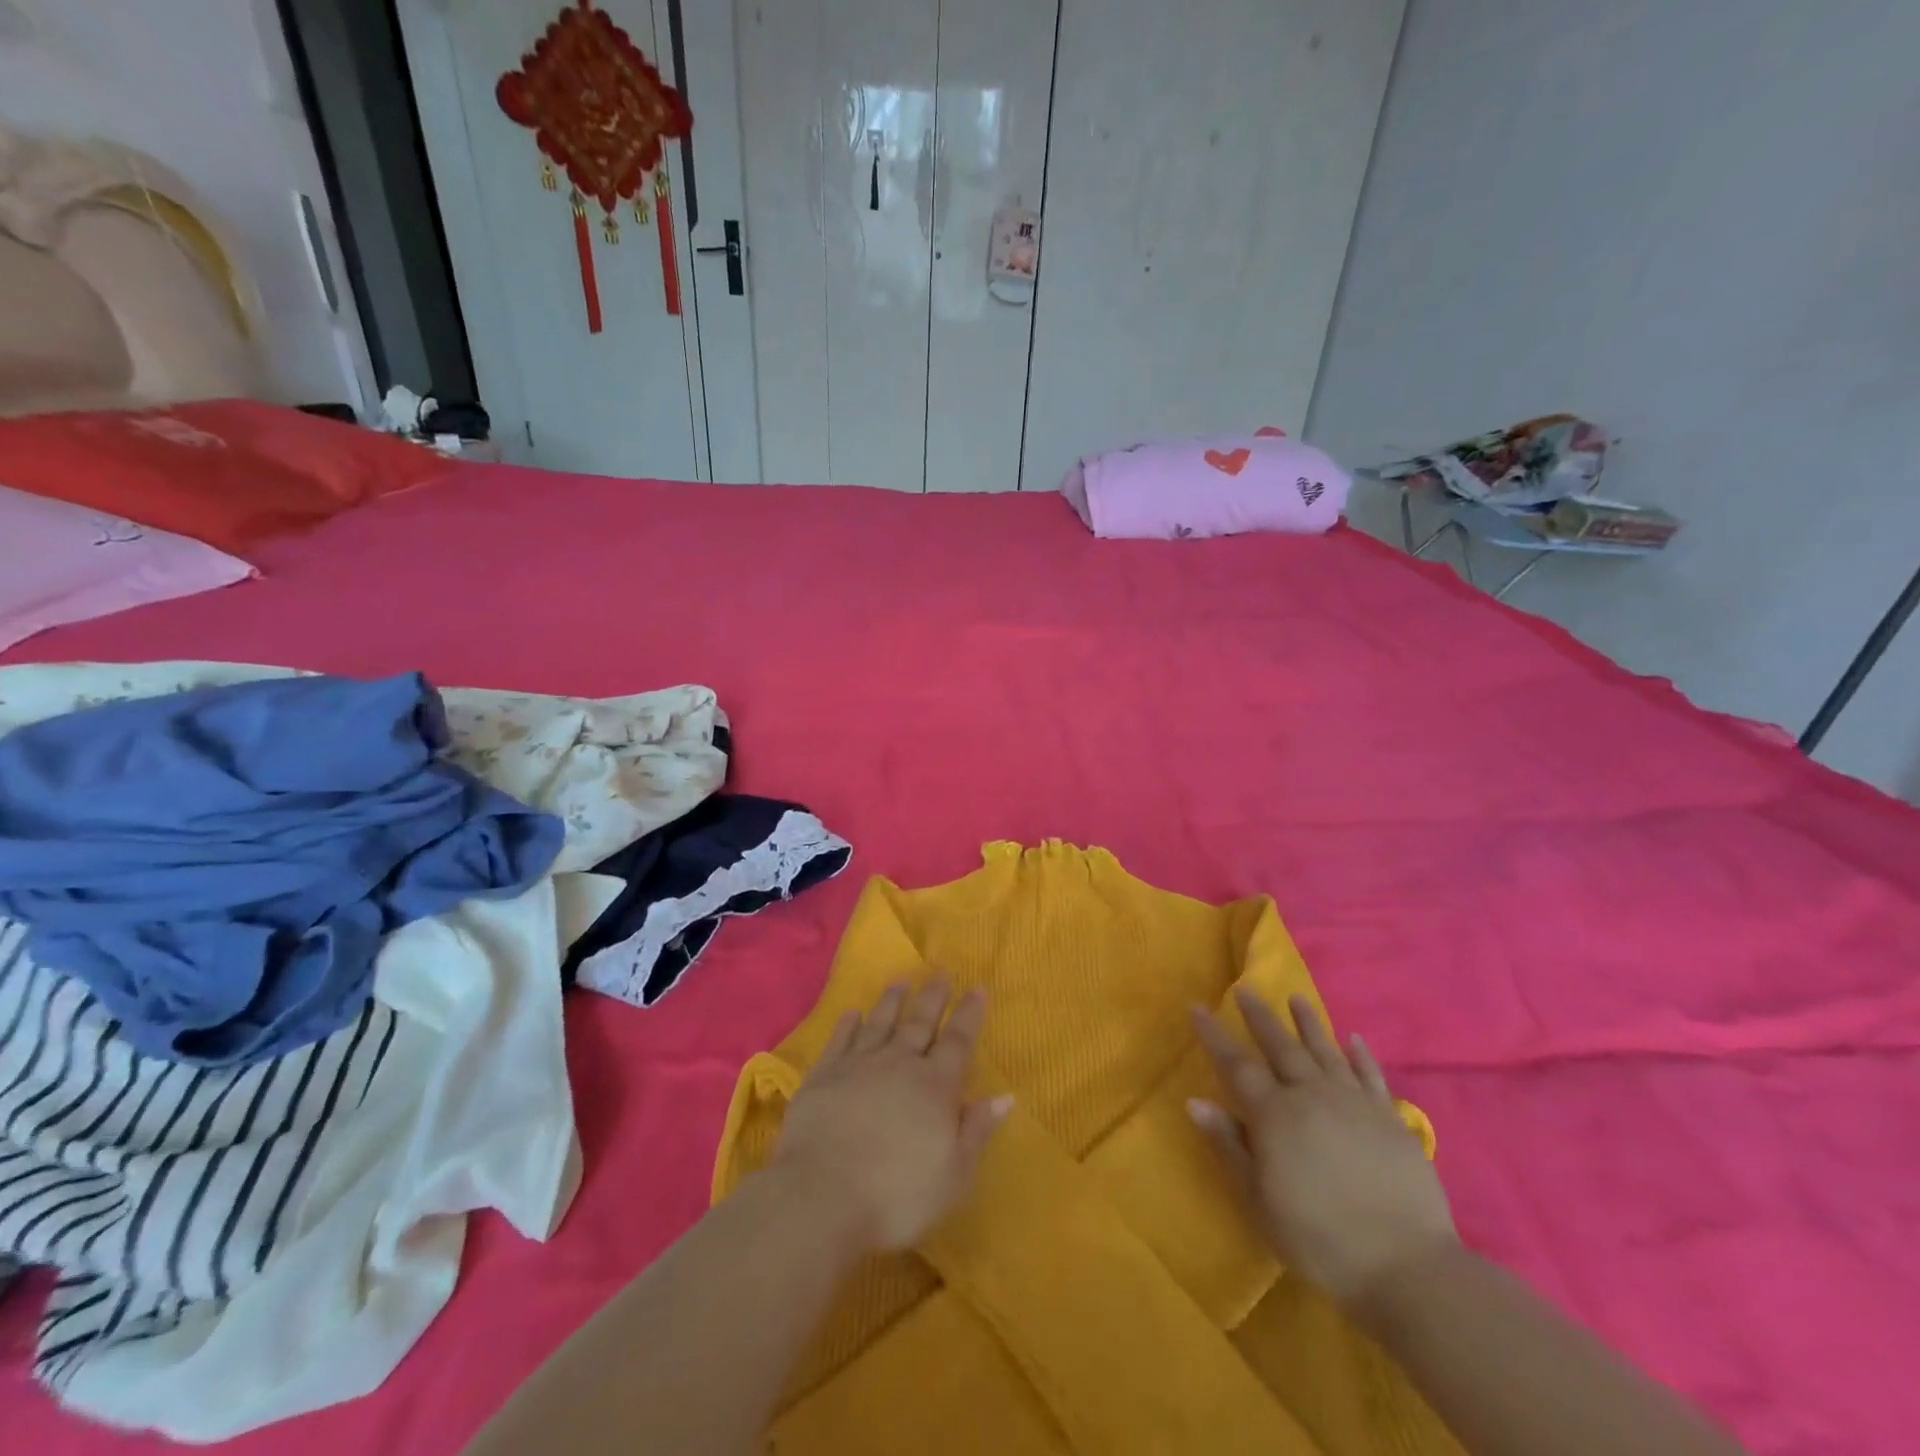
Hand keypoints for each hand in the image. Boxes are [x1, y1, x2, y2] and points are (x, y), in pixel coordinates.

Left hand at [770, 979, 1012, 1254]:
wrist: (822, 1196)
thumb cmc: (897, 1194)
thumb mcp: (953, 1174)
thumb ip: (977, 1130)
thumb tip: (1006, 1095)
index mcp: (935, 1087)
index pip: (958, 1042)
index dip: (969, 1015)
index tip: (977, 988)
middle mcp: (899, 1065)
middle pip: (920, 1023)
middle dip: (933, 997)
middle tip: (941, 971)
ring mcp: (858, 1066)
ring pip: (880, 1023)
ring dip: (891, 1001)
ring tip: (900, 981)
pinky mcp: (824, 1076)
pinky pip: (840, 1041)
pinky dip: (847, 1025)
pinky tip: (851, 1014)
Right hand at [1189, 988, 1458, 1310]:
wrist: (1407, 1266)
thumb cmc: (1320, 1238)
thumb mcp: (1259, 1200)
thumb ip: (1228, 1145)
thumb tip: (1195, 1101)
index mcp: (1275, 1114)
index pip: (1236, 1065)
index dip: (1214, 1035)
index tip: (1198, 1006)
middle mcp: (1312, 1095)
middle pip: (1280, 1046)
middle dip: (1260, 1017)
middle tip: (1245, 989)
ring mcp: (1354, 1103)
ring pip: (1325, 1051)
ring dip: (1308, 1023)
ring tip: (1296, 998)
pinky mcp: (1390, 1119)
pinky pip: (1371, 1075)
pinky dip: (1360, 1054)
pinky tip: (1353, 1039)